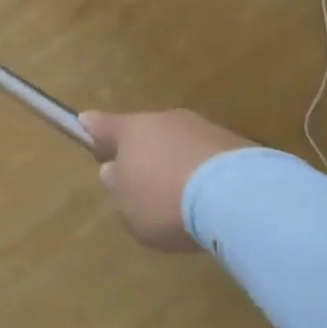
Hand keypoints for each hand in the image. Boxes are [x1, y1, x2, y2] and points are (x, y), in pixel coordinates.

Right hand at [80, 110, 254, 251]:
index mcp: (130, 130)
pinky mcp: (239, 144)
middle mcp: (165, 120)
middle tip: (144, 183)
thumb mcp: (128, 207)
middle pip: (146, 134)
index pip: (102, 124)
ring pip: (180, 144)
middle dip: (142, 153)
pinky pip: (210, 159)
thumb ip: (117, 187)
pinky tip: (213, 202)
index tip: (84, 125)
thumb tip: (115, 170)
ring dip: (177, 163)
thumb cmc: (166, 201)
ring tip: (185, 200)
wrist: (241, 198)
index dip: (92, 128)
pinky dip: (207, 175)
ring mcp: (204, 128)